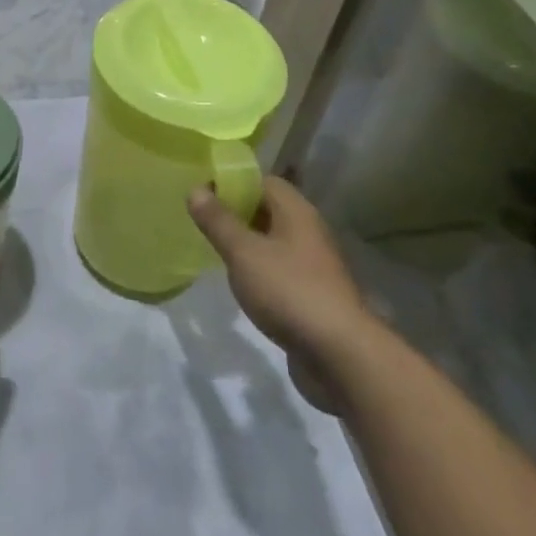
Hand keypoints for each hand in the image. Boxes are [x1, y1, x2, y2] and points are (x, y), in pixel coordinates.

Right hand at [188, 177, 374, 365]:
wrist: (340, 355)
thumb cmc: (289, 291)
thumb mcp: (243, 252)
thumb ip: (218, 221)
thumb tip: (195, 189)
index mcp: (296, 211)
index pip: (262, 180)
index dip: (232, 182)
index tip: (202, 194)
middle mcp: (308, 230)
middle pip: (268, 209)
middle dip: (236, 212)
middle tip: (202, 221)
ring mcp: (313, 264)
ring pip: (273, 241)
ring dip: (247, 243)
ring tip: (214, 250)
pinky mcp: (312, 294)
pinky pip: (280, 269)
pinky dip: (259, 270)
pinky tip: (240, 282)